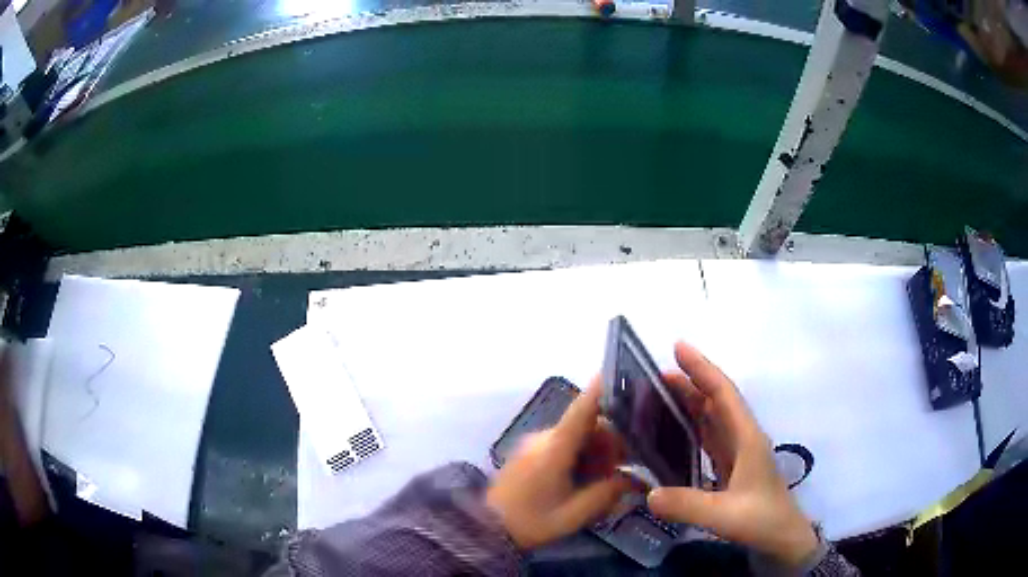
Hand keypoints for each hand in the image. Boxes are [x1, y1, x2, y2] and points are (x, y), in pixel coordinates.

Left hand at [486, 380, 633, 549]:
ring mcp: (534, 443)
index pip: (581, 410)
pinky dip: (580, 455)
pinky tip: (585, 479)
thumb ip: (606, 494)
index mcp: (554, 448)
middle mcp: (544, 438)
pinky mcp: (529, 452)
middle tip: (622, 468)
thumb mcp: (572, 515)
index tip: (617, 372)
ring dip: (595, 451)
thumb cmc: (530, 522)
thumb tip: (633, 479)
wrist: (488, 528)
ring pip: (576, 435)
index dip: (600, 390)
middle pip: (586, 426)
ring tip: (604, 479)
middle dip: (609, 442)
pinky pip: (563, 444)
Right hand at [647, 342, 818, 566]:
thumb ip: (688, 505)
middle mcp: (743, 439)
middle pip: (716, 401)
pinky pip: (709, 439)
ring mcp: (739, 454)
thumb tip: (648, 493)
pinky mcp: (732, 468)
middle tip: (654, 375)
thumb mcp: (725, 516)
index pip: (723, 395)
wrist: (783, 539)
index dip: (702, 369)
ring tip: (659, 397)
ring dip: (690, 403)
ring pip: (713, 419)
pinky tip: (674, 434)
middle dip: (690, 383)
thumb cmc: (762, 521)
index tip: (678, 346)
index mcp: (747, 438)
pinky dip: (692, 429)